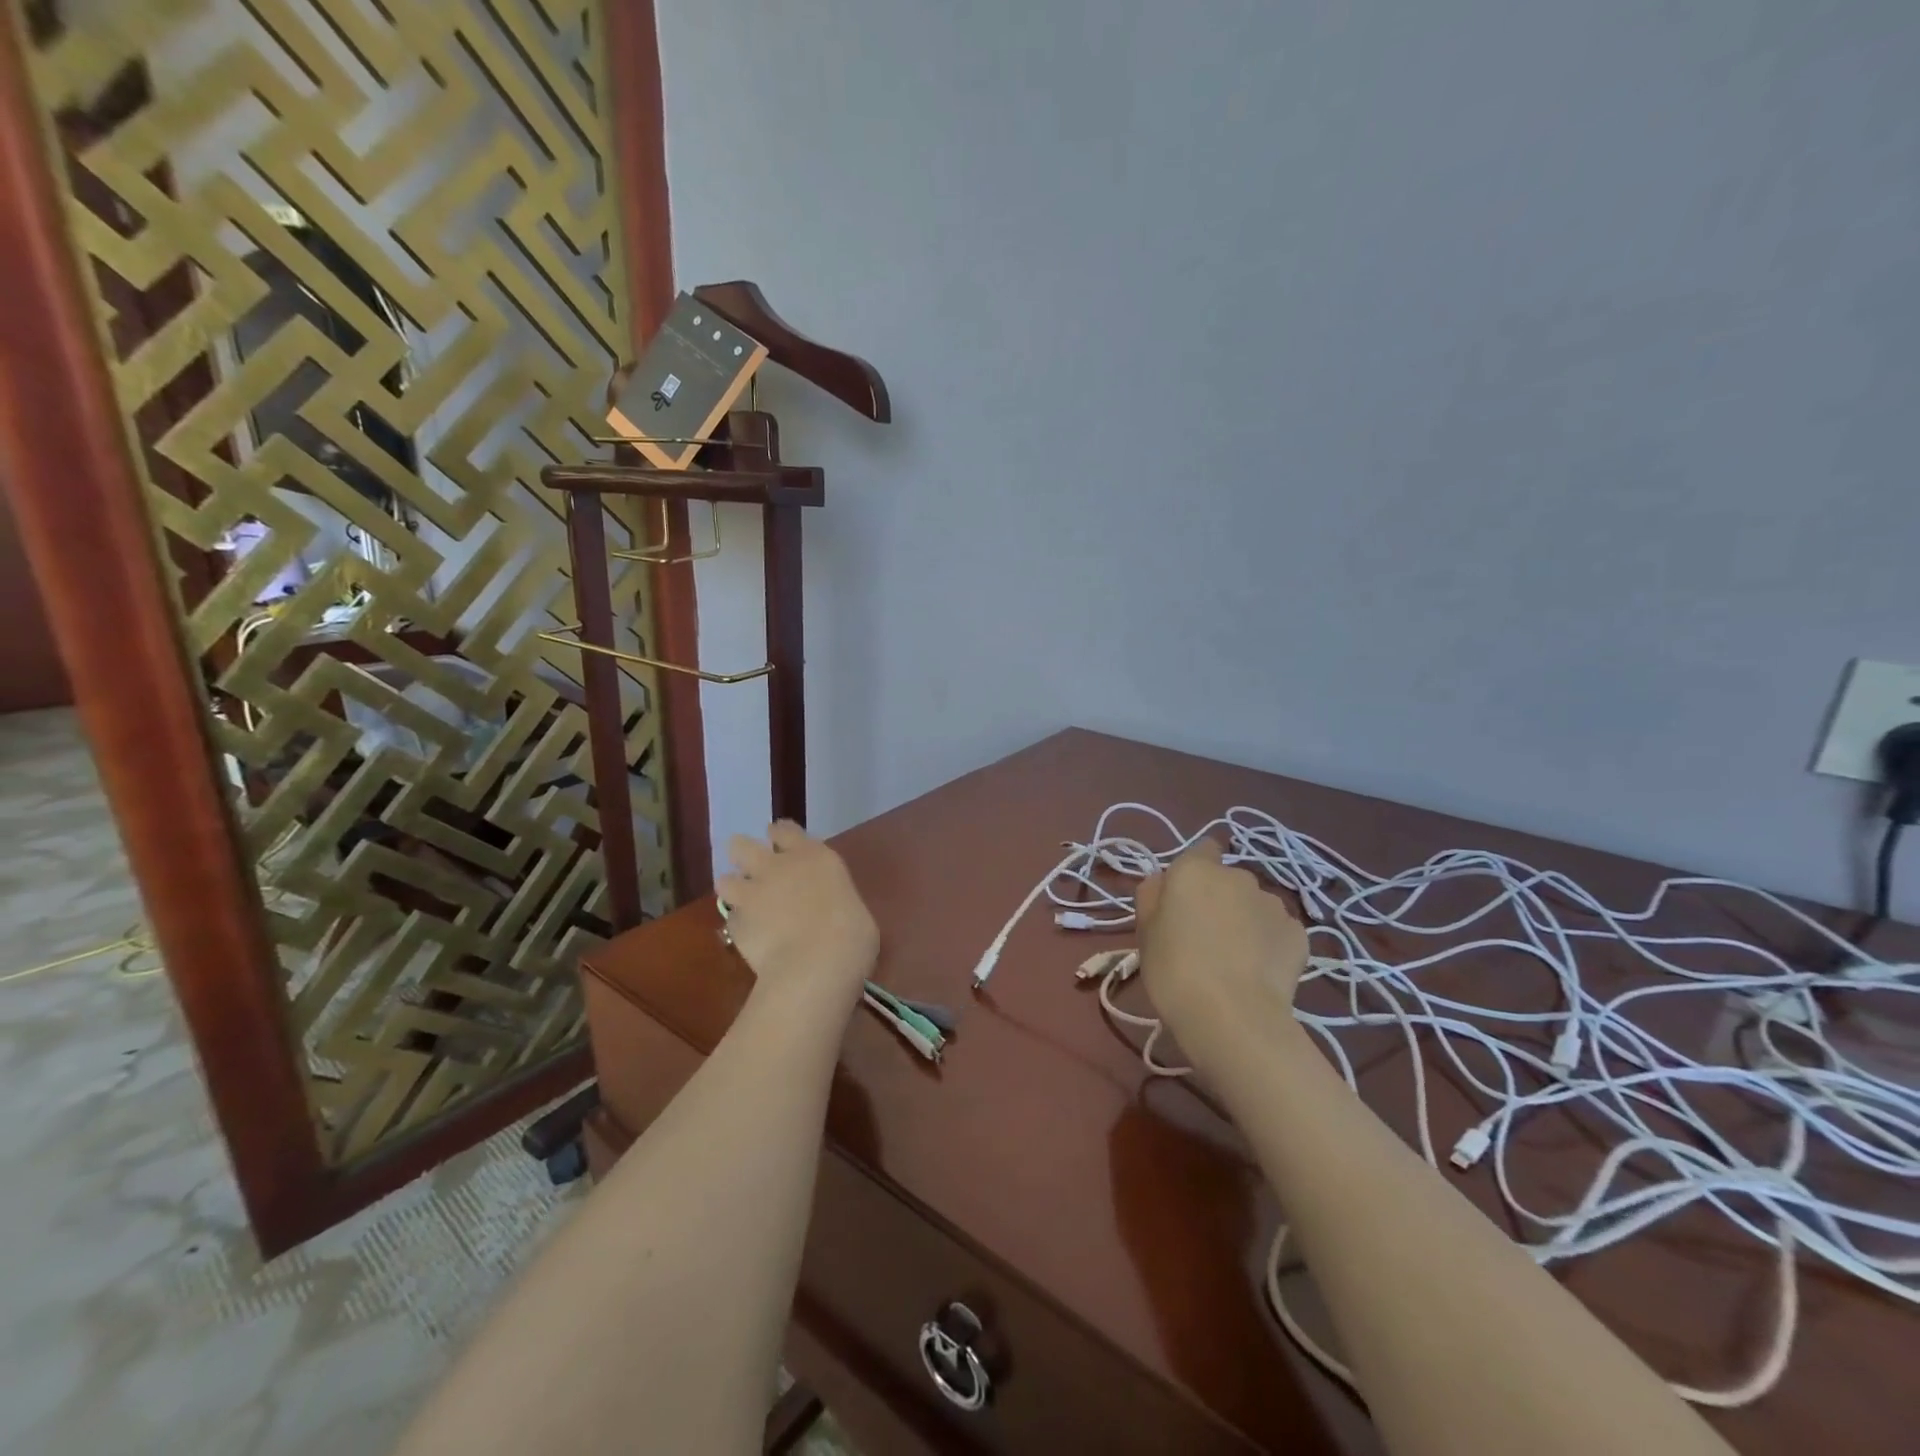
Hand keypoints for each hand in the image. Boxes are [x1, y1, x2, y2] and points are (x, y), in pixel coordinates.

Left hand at [716, 822, 878, 1014]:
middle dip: (744, 854)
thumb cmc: (851, 933)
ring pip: (726, 879)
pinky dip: (738, 925)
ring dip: (733, 888)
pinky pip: (731, 918)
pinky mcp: (736, 924)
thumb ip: (831, 897)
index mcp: (813, 856)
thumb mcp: (851, 904)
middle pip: (742, 846)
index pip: (785, 831)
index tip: (779, 842)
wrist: (817, 963)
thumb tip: (827, 908)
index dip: (780, 836)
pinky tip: (748, 935)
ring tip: (743, 901)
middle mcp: (777, 867)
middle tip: (753, 868)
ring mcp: (752, 894)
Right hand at [1135, 839, 1309, 1054]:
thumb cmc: (1174, 969)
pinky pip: (1278, 931)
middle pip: (1228, 880)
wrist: (1232, 1016)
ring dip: (1246, 921)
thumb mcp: (1144, 932)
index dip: (1195, 871)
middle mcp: (1238, 877)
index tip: (1186, 900)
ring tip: (1236, 960)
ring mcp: (1273, 904)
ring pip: (1255, 905)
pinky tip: (1258, 973)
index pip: (1202, 849)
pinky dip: (1270, 945)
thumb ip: (1152, 895)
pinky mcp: (1299, 934)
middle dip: (1220, 900)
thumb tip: (1163, 881)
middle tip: (1205, 937)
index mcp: (1195, 870)